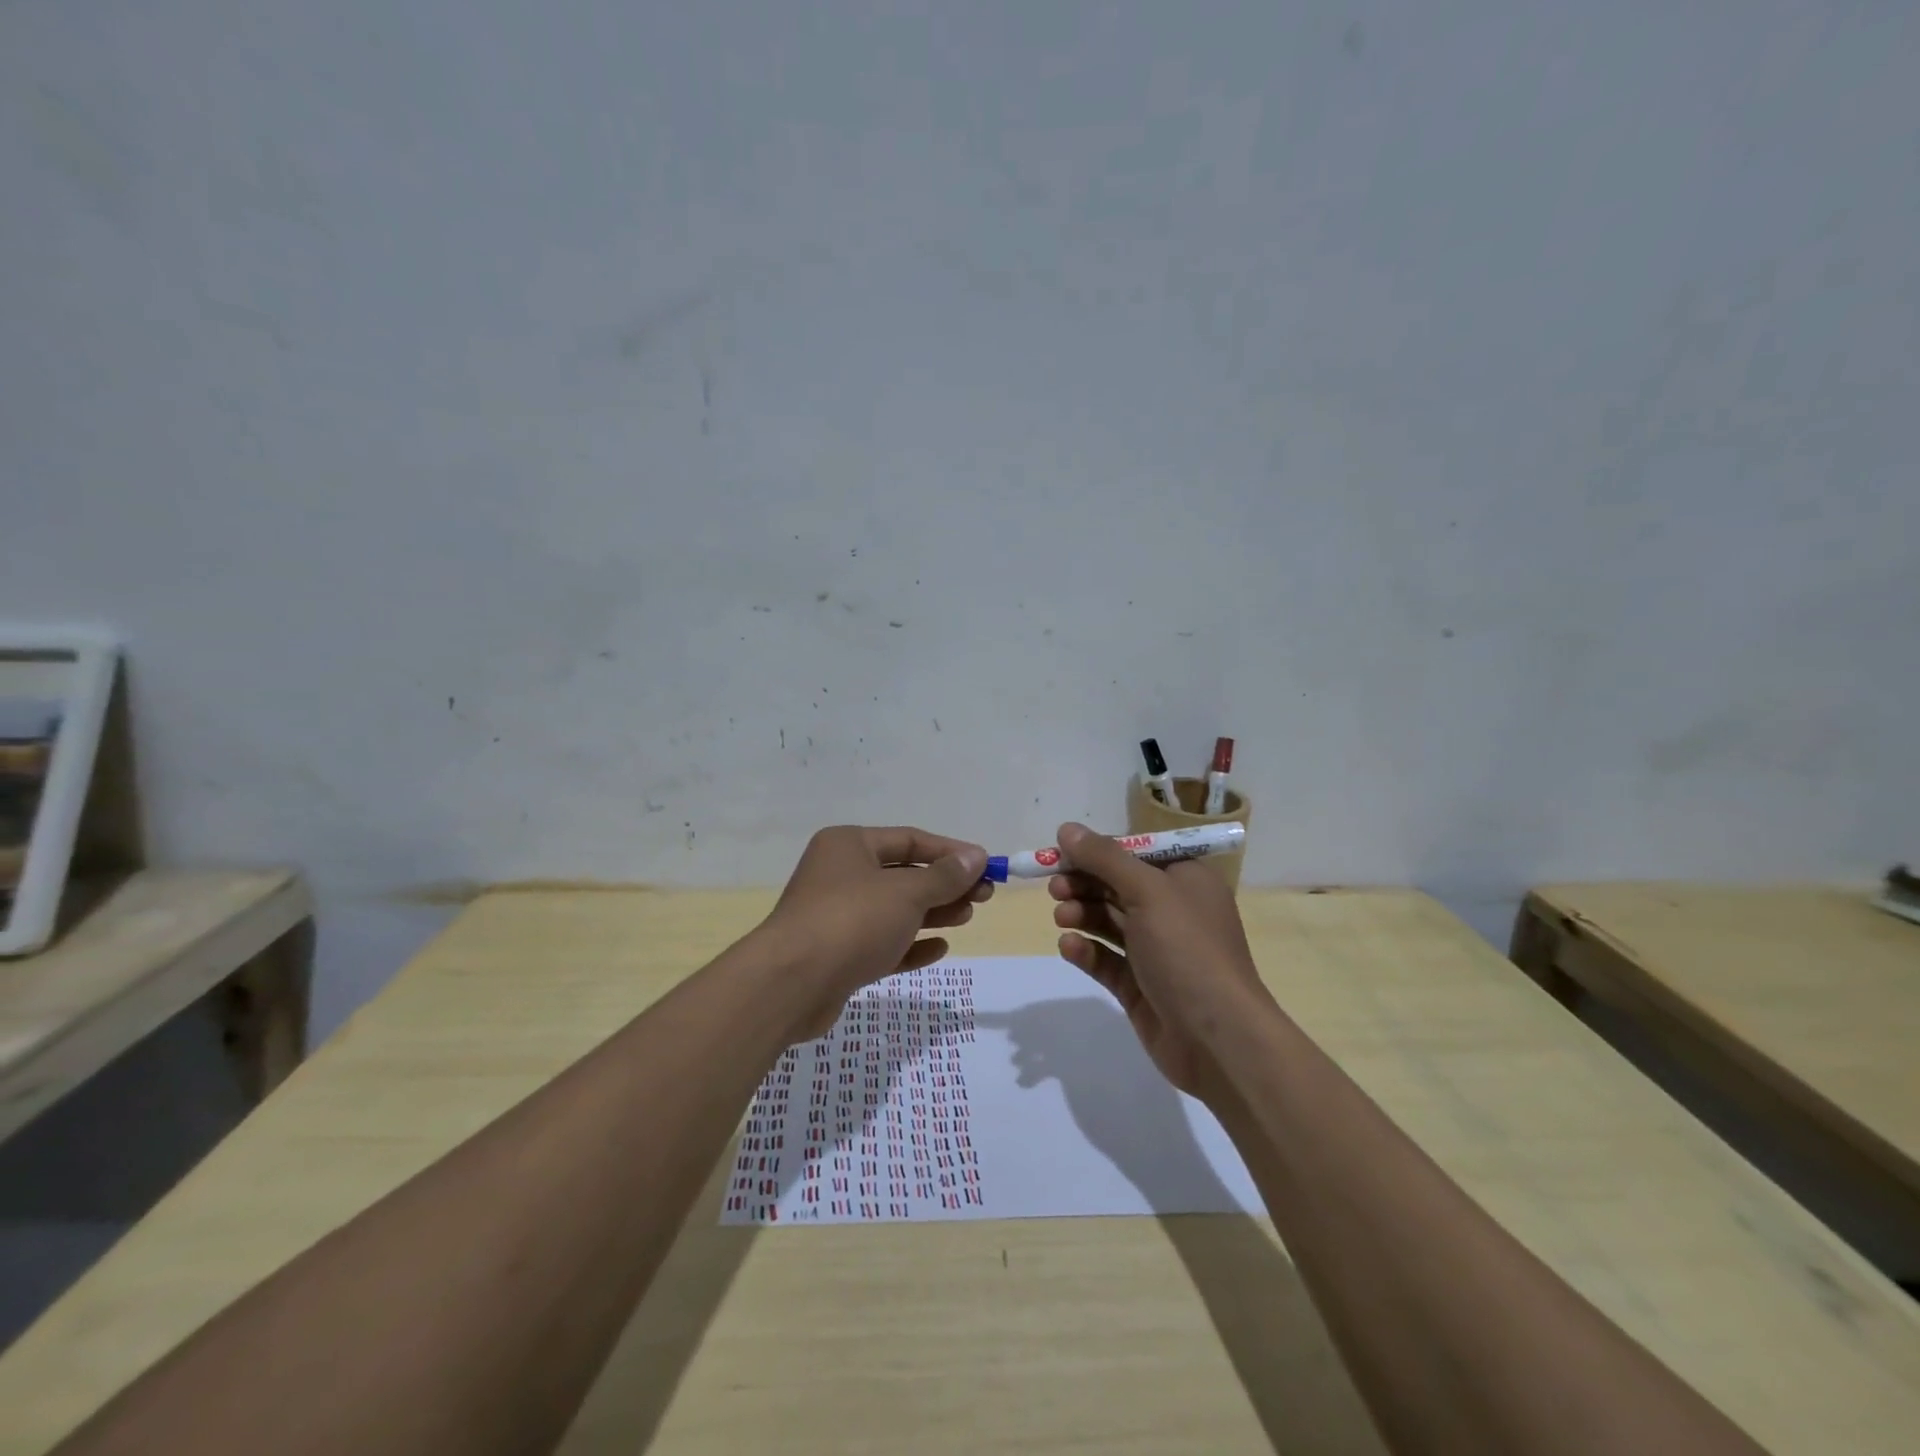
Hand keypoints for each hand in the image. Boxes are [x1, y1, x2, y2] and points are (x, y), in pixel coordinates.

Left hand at [761, 825, 990, 1039]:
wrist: (791, 985)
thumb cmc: (852, 921)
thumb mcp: (906, 893)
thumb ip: (944, 876)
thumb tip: (977, 856)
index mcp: (849, 845)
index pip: (909, 840)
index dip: (950, 851)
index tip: (986, 865)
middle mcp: (840, 875)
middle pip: (903, 875)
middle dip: (944, 885)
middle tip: (984, 897)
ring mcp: (836, 917)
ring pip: (894, 910)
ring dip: (932, 913)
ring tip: (967, 917)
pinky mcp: (837, 956)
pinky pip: (882, 944)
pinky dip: (910, 944)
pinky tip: (940, 948)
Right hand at [1048, 822, 1270, 1101]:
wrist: (1218, 1038)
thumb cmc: (1188, 950)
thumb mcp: (1148, 891)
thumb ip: (1104, 858)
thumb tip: (1067, 828)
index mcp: (1186, 880)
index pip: (1135, 853)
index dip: (1097, 851)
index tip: (1060, 853)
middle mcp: (1172, 911)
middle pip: (1117, 886)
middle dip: (1084, 883)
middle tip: (1055, 888)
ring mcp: (1156, 951)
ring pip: (1108, 922)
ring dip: (1082, 914)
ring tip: (1062, 917)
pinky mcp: (1140, 985)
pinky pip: (1106, 959)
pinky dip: (1087, 950)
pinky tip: (1070, 947)